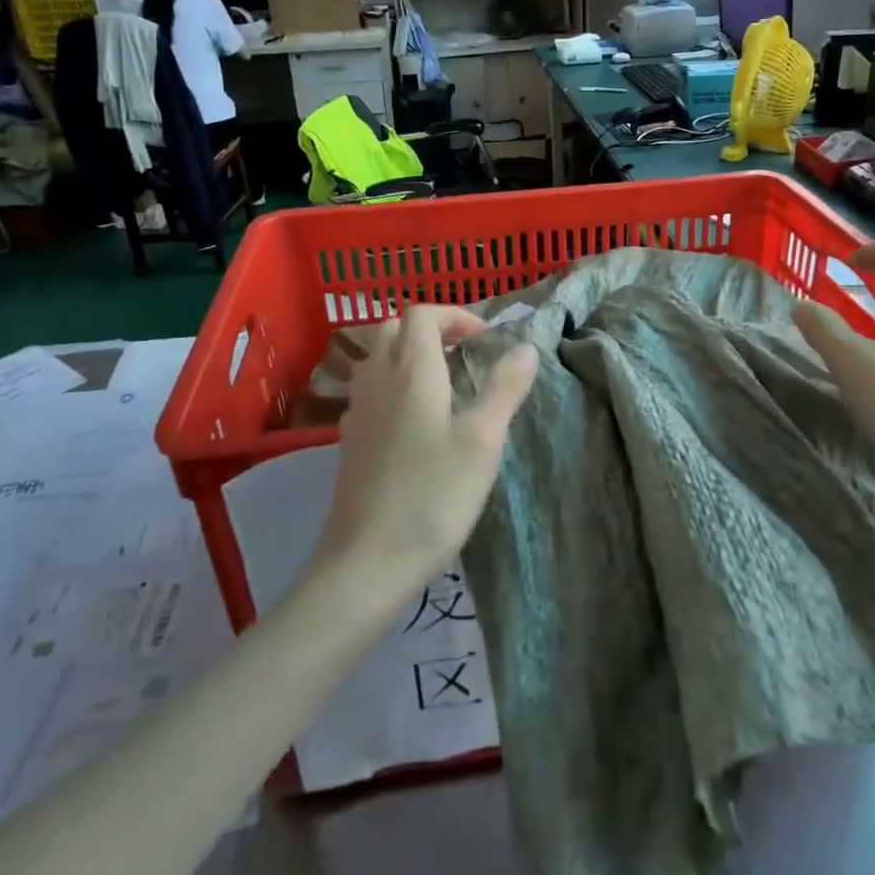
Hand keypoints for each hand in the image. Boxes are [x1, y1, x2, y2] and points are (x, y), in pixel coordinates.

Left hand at [315, 306, 538, 592]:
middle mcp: (378, 379)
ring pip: (378, 358)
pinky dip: (393, 384)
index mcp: (411, 371)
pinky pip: (370, 390)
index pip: (422, 314)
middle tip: (464, 353)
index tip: (484, 338)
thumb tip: (525, 347)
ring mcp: (357, 410)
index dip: (454, 315)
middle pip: (394, 328)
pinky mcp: (349, 439)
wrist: (368, 560)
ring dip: (409, 354)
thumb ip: (504, 388)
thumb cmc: (433, 495)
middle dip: (430, 329)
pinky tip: (415, 421)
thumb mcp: (482, 440)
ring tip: (444, 383)